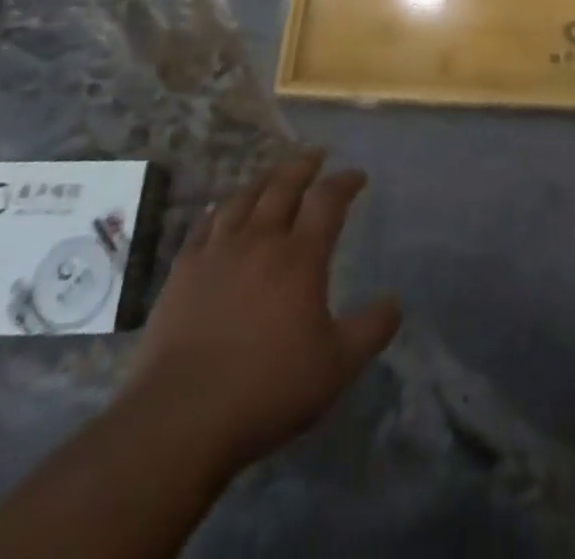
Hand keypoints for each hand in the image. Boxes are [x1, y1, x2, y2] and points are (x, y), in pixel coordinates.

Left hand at [122, 150, 401, 472]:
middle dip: (304, 165)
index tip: (357, 175)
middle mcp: (260, 241)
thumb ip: (371, 330)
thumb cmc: (266, 390)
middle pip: (283, 185)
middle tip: (316, 155)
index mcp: (300, 257)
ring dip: (264, 179)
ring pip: (243, 198)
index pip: (328, 200)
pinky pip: (204, 225)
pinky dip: (220, 209)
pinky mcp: (182, 272)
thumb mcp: (336, 367)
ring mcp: (216, 252)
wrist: (178, 419)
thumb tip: (396, 300)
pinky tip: (222, 210)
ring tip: (274, 174)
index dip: (345, 181)